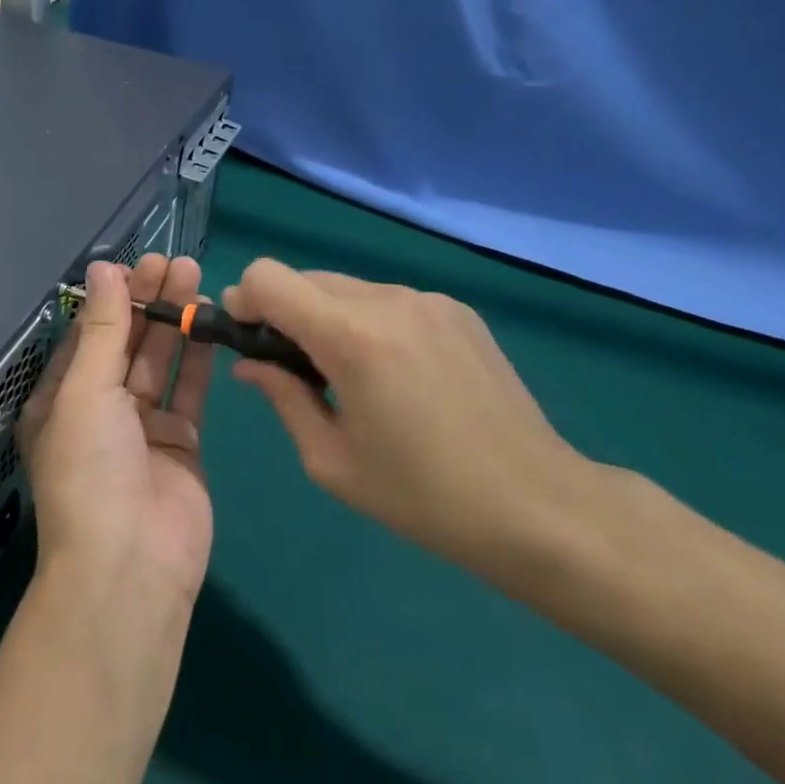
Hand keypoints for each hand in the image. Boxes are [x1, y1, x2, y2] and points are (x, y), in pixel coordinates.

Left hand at [18, 256, 215, 612]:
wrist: (131, 564)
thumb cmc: (91, 470)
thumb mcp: (85, 391)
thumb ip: (101, 329)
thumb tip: (103, 268)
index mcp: (61, 398)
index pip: (87, 334)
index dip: (111, 298)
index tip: (138, 263)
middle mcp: (99, 409)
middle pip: (125, 342)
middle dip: (146, 301)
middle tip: (174, 261)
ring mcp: (142, 426)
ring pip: (160, 360)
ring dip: (173, 320)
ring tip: (194, 276)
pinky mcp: (182, 442)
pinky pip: (189, 389)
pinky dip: (198, 355)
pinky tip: (209, 319)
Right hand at [223, 259, 607, 581]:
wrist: (540, 506)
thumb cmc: (424, 496)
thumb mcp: (331, 460)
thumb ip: (282, 396)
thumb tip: (250, 364)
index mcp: (352, 336)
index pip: (268, 277)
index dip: (244, 301)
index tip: (247, 341)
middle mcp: (389, 300)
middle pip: (304, 278)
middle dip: (282, 313)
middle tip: (292, 370)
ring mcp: (429, 301)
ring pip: (346, 288)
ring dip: (326, 319)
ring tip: (348, 377)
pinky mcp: (457, 311)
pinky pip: (387, 301)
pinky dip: (367, 323)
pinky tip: (393, 375)